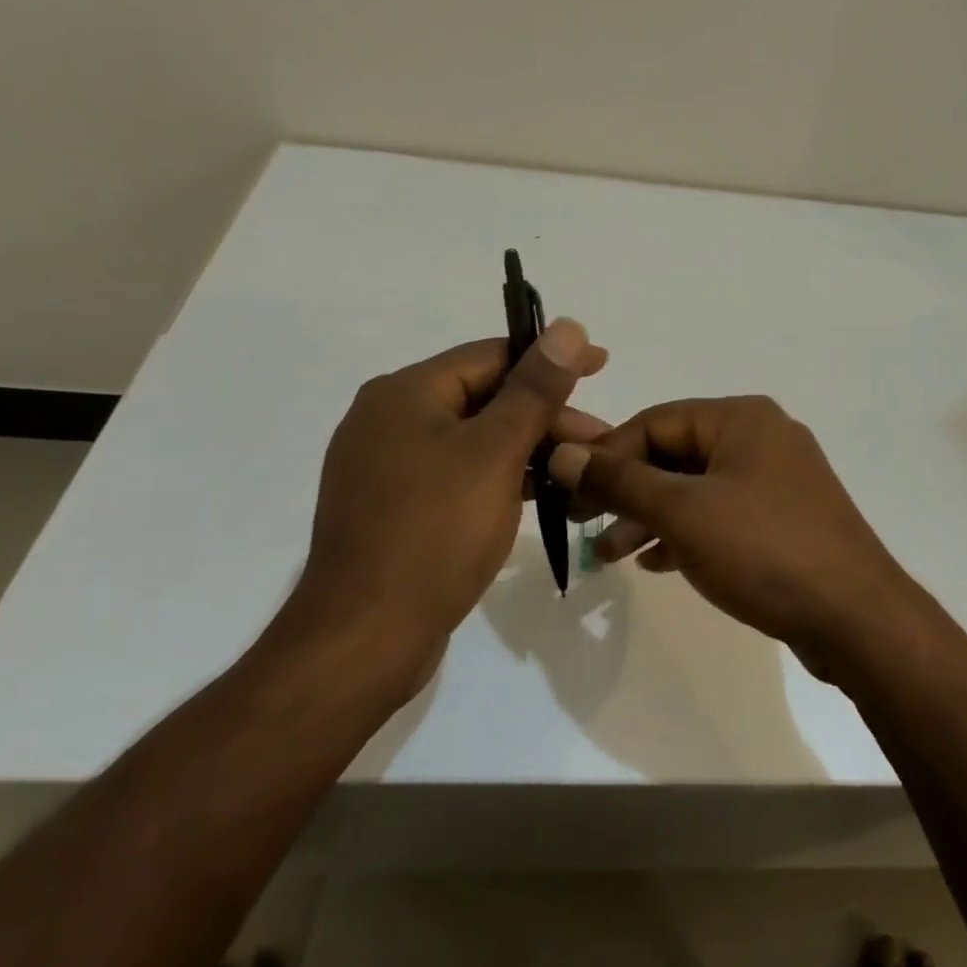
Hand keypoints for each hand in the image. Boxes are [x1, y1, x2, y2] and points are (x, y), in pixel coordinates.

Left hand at [261, 322, 607, 705]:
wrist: (364, 639)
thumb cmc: (434, 533)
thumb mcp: (495, 452)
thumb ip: (535, 388)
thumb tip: (570, 326)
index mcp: (404, 394)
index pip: (492, 356)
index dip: (552, 359)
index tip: (602, 366)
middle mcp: (388, 420)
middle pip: (484, 397)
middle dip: (546, 414)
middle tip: (600, 439)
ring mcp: (388, 467)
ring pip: (475, 439)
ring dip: (529, 447)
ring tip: (579, 468)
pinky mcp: (396, 508)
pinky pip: (459, 473)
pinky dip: (501, 476)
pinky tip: (539, 493)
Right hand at [548, 396, 918, 676]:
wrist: (855, 616)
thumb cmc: (764, 549)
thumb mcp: (683, 512)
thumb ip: (621, 481)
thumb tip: (564, 454)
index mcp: (742, 418)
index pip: (655, 421)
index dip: (606, 454)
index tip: (567, 493)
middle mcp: (762, 437)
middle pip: (676, 453)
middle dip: (627, 490)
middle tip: (583, 526)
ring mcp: (777, 480)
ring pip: (697, 488)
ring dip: (651, 516)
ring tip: (611, 555)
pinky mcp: (784, 518)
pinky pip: (722, 514)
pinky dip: (687, 533)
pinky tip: (657, 563)